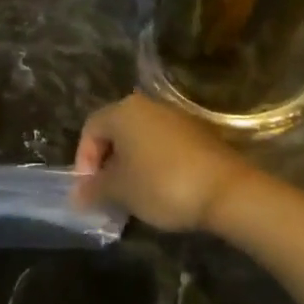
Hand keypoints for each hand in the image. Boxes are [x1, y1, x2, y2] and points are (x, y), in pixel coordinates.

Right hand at [73, 94, 252, 232]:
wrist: (226, 190)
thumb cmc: (162, 184)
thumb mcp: (120, 191)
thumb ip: (94, 189)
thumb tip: (77, 195)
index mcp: (124, 111)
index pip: (90, 129)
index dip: (83, 160)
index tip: (88, 190)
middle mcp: (149, 106)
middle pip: (116, 132)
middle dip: (107, 164)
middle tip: (107, 194)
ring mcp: (177, 118)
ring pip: (141, 140)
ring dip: (131, 166)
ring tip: (132, 197)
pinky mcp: (199, 134)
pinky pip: (164, 146)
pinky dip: (154, 165)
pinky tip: (159, 191)